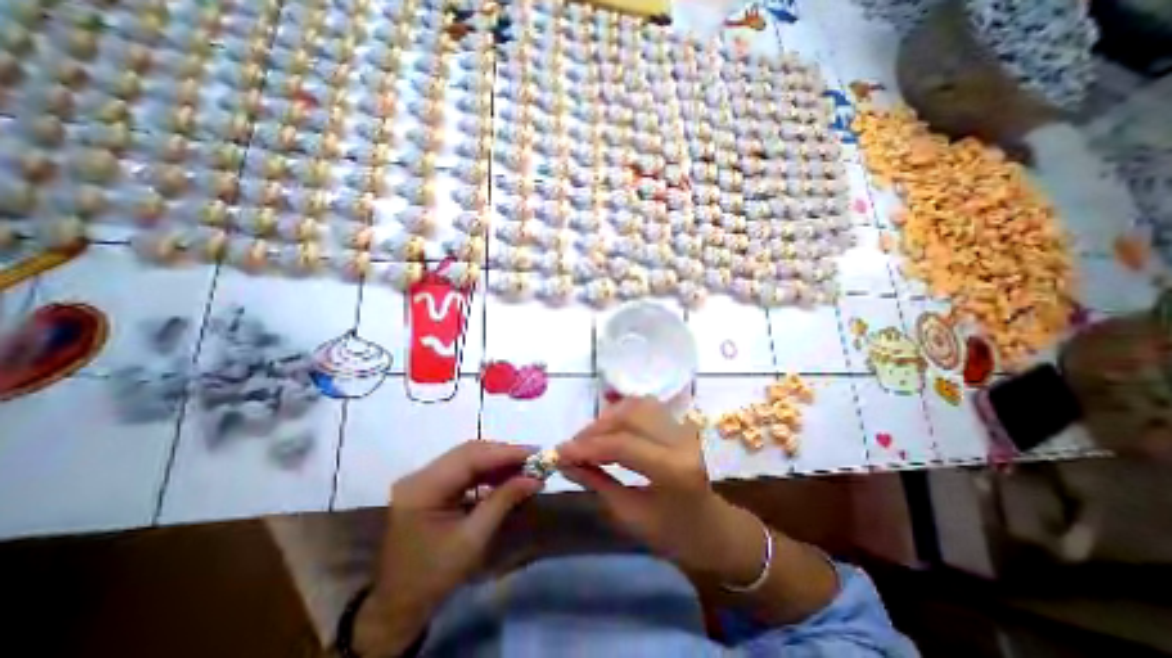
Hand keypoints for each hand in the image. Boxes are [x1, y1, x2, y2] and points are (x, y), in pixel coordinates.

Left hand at [353, 442, 543, 656]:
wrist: (397, 606)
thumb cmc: (433, 577)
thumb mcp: (473, 540)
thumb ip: (503, 502)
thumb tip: (535, 479)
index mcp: (422, 489)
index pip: (470, 458)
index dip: (505, 453)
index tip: (535, 452)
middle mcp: (419, 475)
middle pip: (468, 452)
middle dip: (503, 454)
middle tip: (533, 458)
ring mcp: (422, 478)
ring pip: (467, 457)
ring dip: (496, 460)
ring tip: (523, 467)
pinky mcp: (429, 484)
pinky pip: (462, 469)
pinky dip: (486, 470)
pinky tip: (504, 476)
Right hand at [559, 397, 769, 585]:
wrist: (713, 529)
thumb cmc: (674, 534)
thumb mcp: (631, 516)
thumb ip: (597, 483)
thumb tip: (565, 463)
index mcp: (674, 469)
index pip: (622, 445)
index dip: (587, 446)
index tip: (559, 452)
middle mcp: (681, 439)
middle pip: (629, 417)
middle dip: (594, 429)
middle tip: (572, 447)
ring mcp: (682, 427)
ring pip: (636, 405)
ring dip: (606, 418)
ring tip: (587, 438)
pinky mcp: (678, 424)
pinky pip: (645, 407)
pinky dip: (621, 413)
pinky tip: (608, 427)